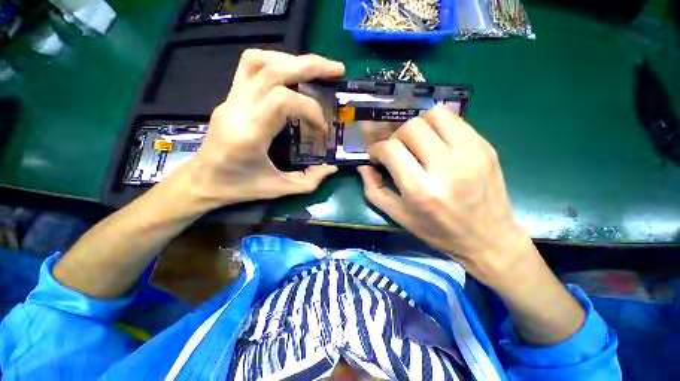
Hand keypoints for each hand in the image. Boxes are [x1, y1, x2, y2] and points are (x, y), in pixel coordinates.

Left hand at [184, 50, 343, 207]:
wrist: (202, 181)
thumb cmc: (239, 188)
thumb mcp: (278, 190)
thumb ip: (309, 181)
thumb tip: (332, 169)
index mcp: (249, 134)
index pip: (283, 101)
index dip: (311, 110)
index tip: (322, 129)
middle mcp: (237, 110)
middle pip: (273, 70)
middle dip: (310, 66)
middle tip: (337, 70)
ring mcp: (230, 100)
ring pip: (258, 61)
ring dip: (292, 61)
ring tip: (314, 70)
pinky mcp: (230, 98)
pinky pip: (250, 68)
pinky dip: (276, 64)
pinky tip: (291, 76)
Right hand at [358, 106, 533, 285]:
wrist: (488, 237)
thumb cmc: (437, 231)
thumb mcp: (398, 216)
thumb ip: (374, 189)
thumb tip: (364, 166)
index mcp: (421, 190)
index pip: (391, 149)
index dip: (377, 149)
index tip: (377, 157)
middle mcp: (446, 167)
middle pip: (411, 127)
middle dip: (395, 137)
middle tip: (397, 151)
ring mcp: (470, 153)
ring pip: (434, 115)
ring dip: (417, 127)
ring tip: (417, 144)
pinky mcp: (485, 146)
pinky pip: (455, 119)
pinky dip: (438, 126)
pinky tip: (436, 143)